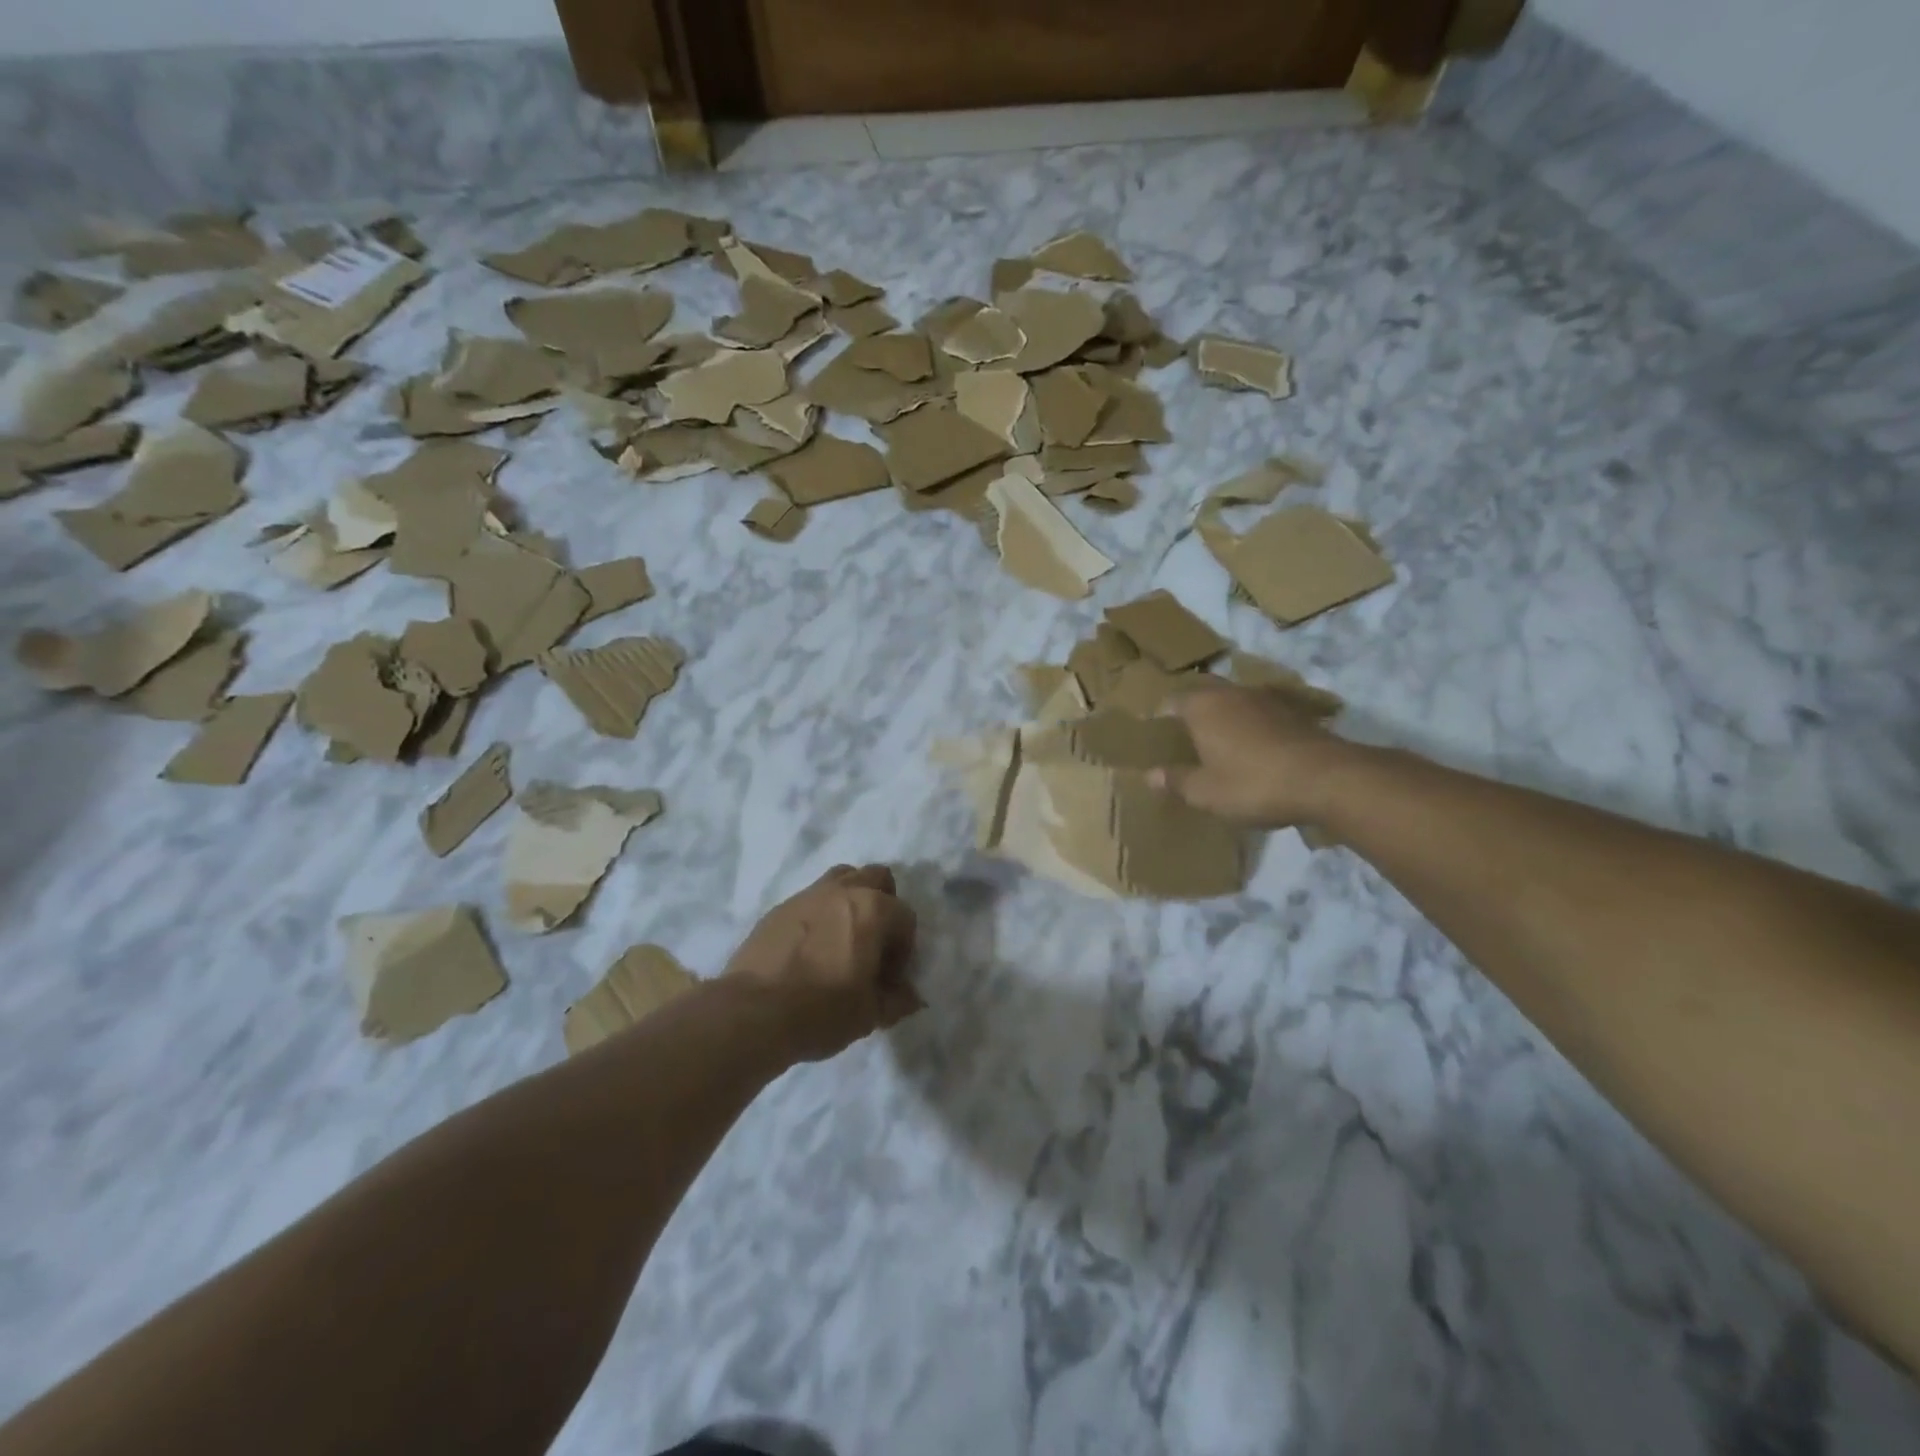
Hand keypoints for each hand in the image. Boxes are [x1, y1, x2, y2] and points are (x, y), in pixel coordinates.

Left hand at [724, 863, 920, 1061]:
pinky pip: (810, 900)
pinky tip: (811, 949)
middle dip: (883, 905)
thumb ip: (897, 1000)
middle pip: (877, 878)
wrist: (752, 1013)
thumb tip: (911, 997)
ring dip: (851, 900)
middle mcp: (843, 891)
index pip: (905, 918)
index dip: (903, 950)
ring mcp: (807, 895)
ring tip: (843, 938)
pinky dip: (820, 915)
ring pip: (841, 879)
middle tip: (873, 944)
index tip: (889, 979)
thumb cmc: (822, 1011)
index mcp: (873, 909)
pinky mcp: (778, 908)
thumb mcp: (870, 1015)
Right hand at [1151, 682, 1358, 827]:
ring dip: (1225, 718)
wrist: (1326, 779)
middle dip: (1193, 712)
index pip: (1171, 701)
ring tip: (1218, 743)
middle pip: (1204, 695)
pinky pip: (1261, 715)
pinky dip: (1252, 727)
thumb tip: (1150, 775)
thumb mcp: (1205, 792)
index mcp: (1203, 706)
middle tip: (1184, 737)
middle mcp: (1232, 693)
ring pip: (1235, 702)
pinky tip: (1254, 750)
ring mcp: (1267, 699)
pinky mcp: (1295, 713)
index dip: (1161, 717)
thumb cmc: (1252, 783)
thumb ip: (1176, 781)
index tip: (1155, 734)